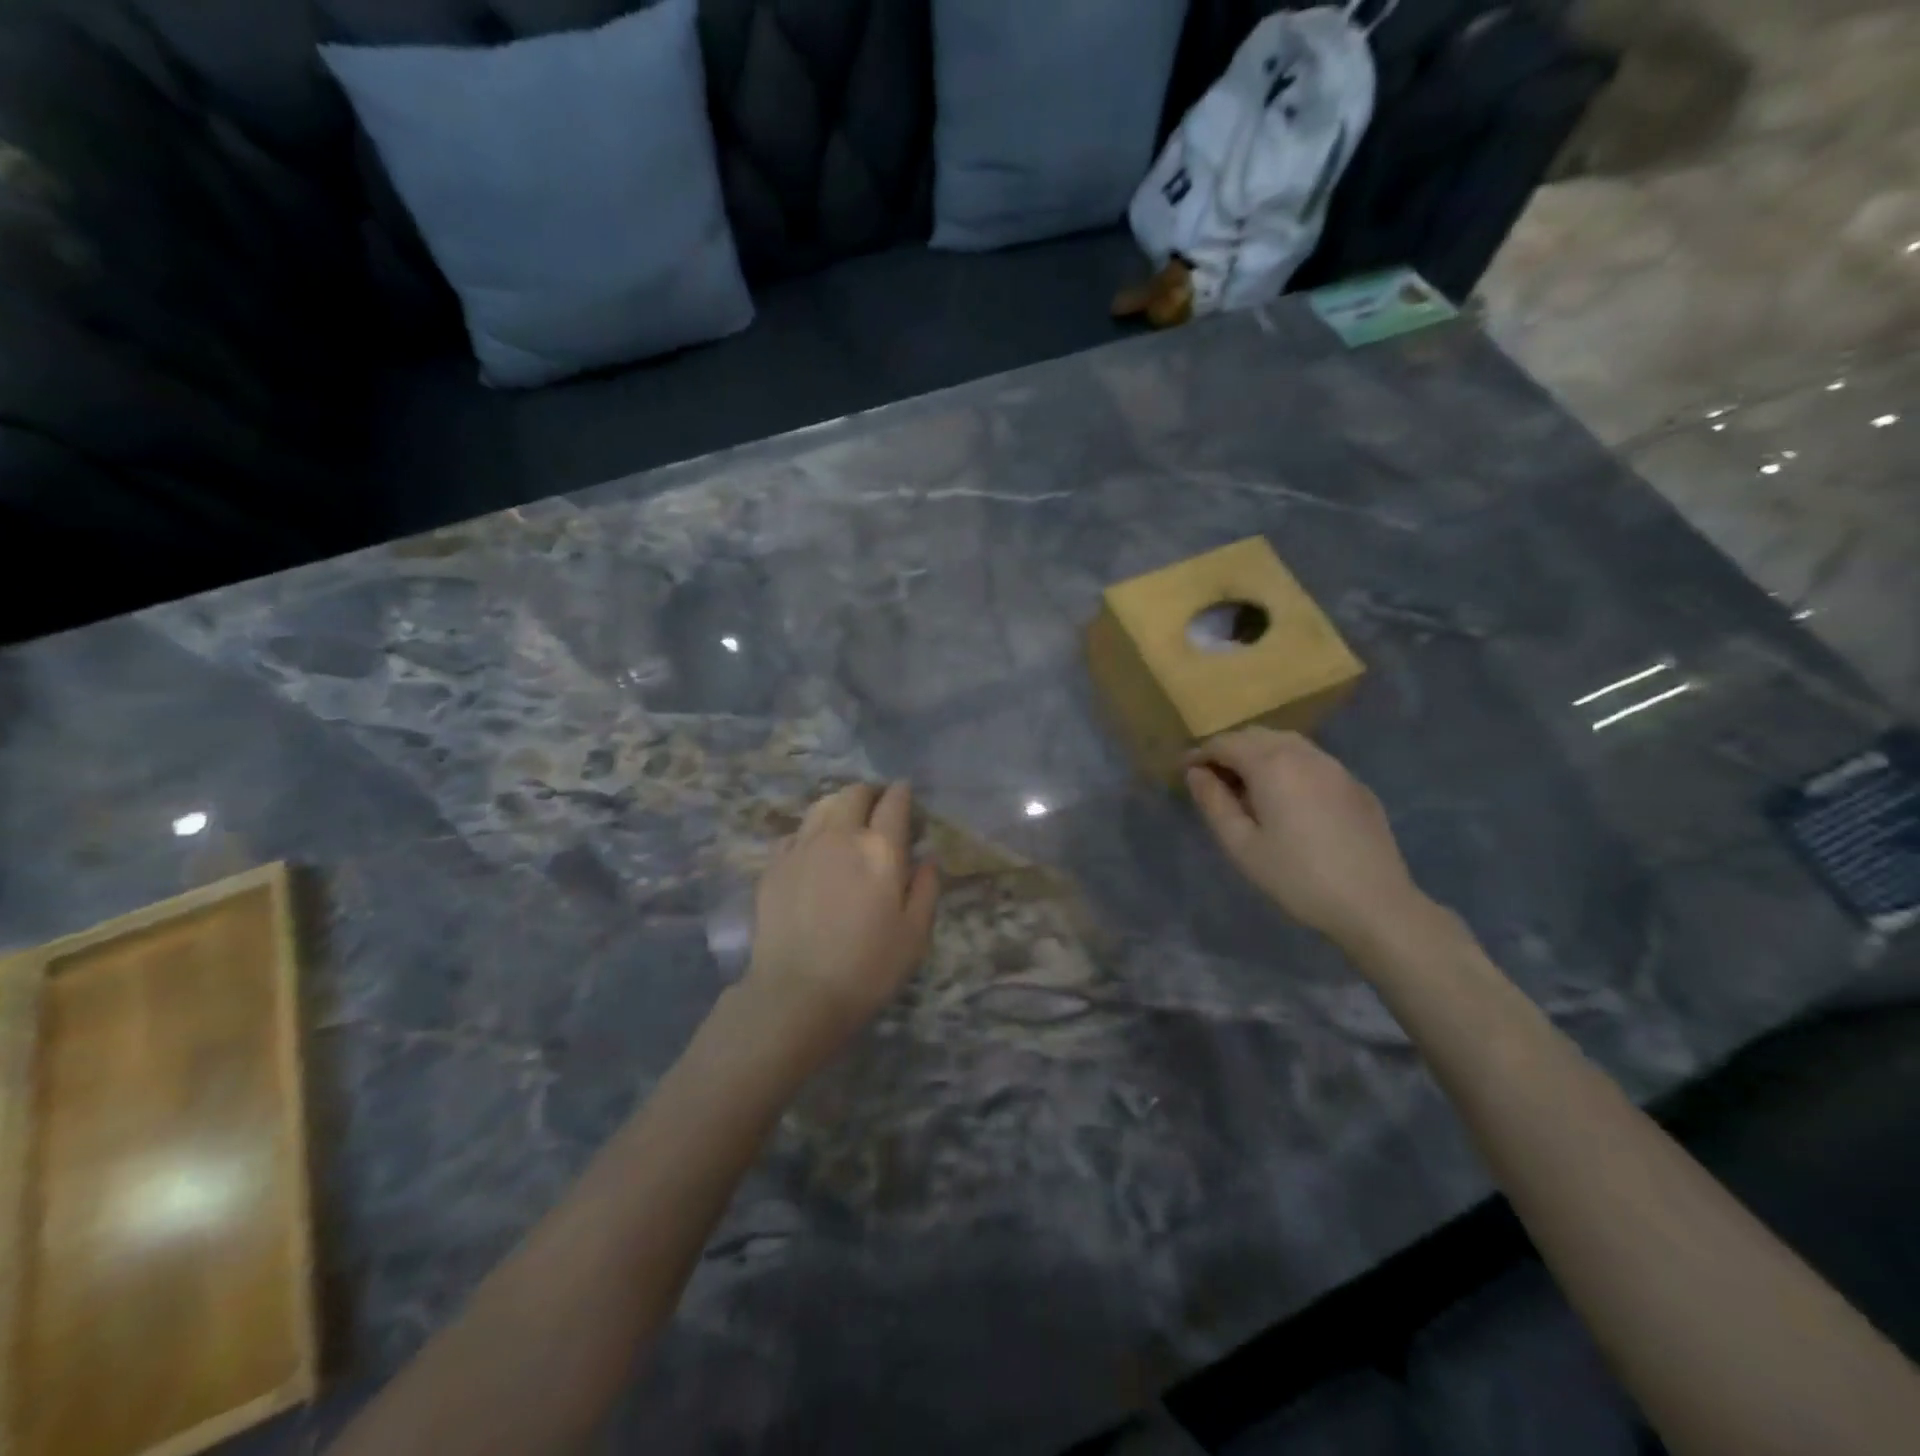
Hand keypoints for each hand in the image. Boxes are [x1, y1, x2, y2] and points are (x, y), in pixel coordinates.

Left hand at [741, 781, 938, 1070]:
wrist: (797, 993)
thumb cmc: (867, 968)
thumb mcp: (915, 935)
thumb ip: (926, 889)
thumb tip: (928, 858)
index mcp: (880, 848)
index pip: (894, 802)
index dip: (903, 793)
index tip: (906, 796)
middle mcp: (840, 835)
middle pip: (855, 793)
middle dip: (871, 794)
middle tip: (878, 808)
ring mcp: (802, 847)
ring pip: (821, 805)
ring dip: (840, 805)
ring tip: (846, 821)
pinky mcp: (774, 865)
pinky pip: (796, 833)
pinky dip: (811, 832)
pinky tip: (814, 851)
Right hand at [1186, 728, 1430, 952]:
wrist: (1375, 904)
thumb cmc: (1297, 877)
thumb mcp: (1241, 845)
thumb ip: (1213, 802)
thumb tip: (1196, 773)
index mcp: (1271, 764)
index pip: (1225, 743)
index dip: (1200, 754)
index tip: (1184, 772)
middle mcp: (1303, 754)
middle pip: (1256, 736)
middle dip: (1229, 750)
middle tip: (1212, 780)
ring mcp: (1335, 766)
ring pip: (1286, 743)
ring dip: (1259, 754)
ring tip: (1246, 787)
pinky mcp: (1354, 785)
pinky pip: (1311, 761)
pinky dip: (1287, 766)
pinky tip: (1286, 798)